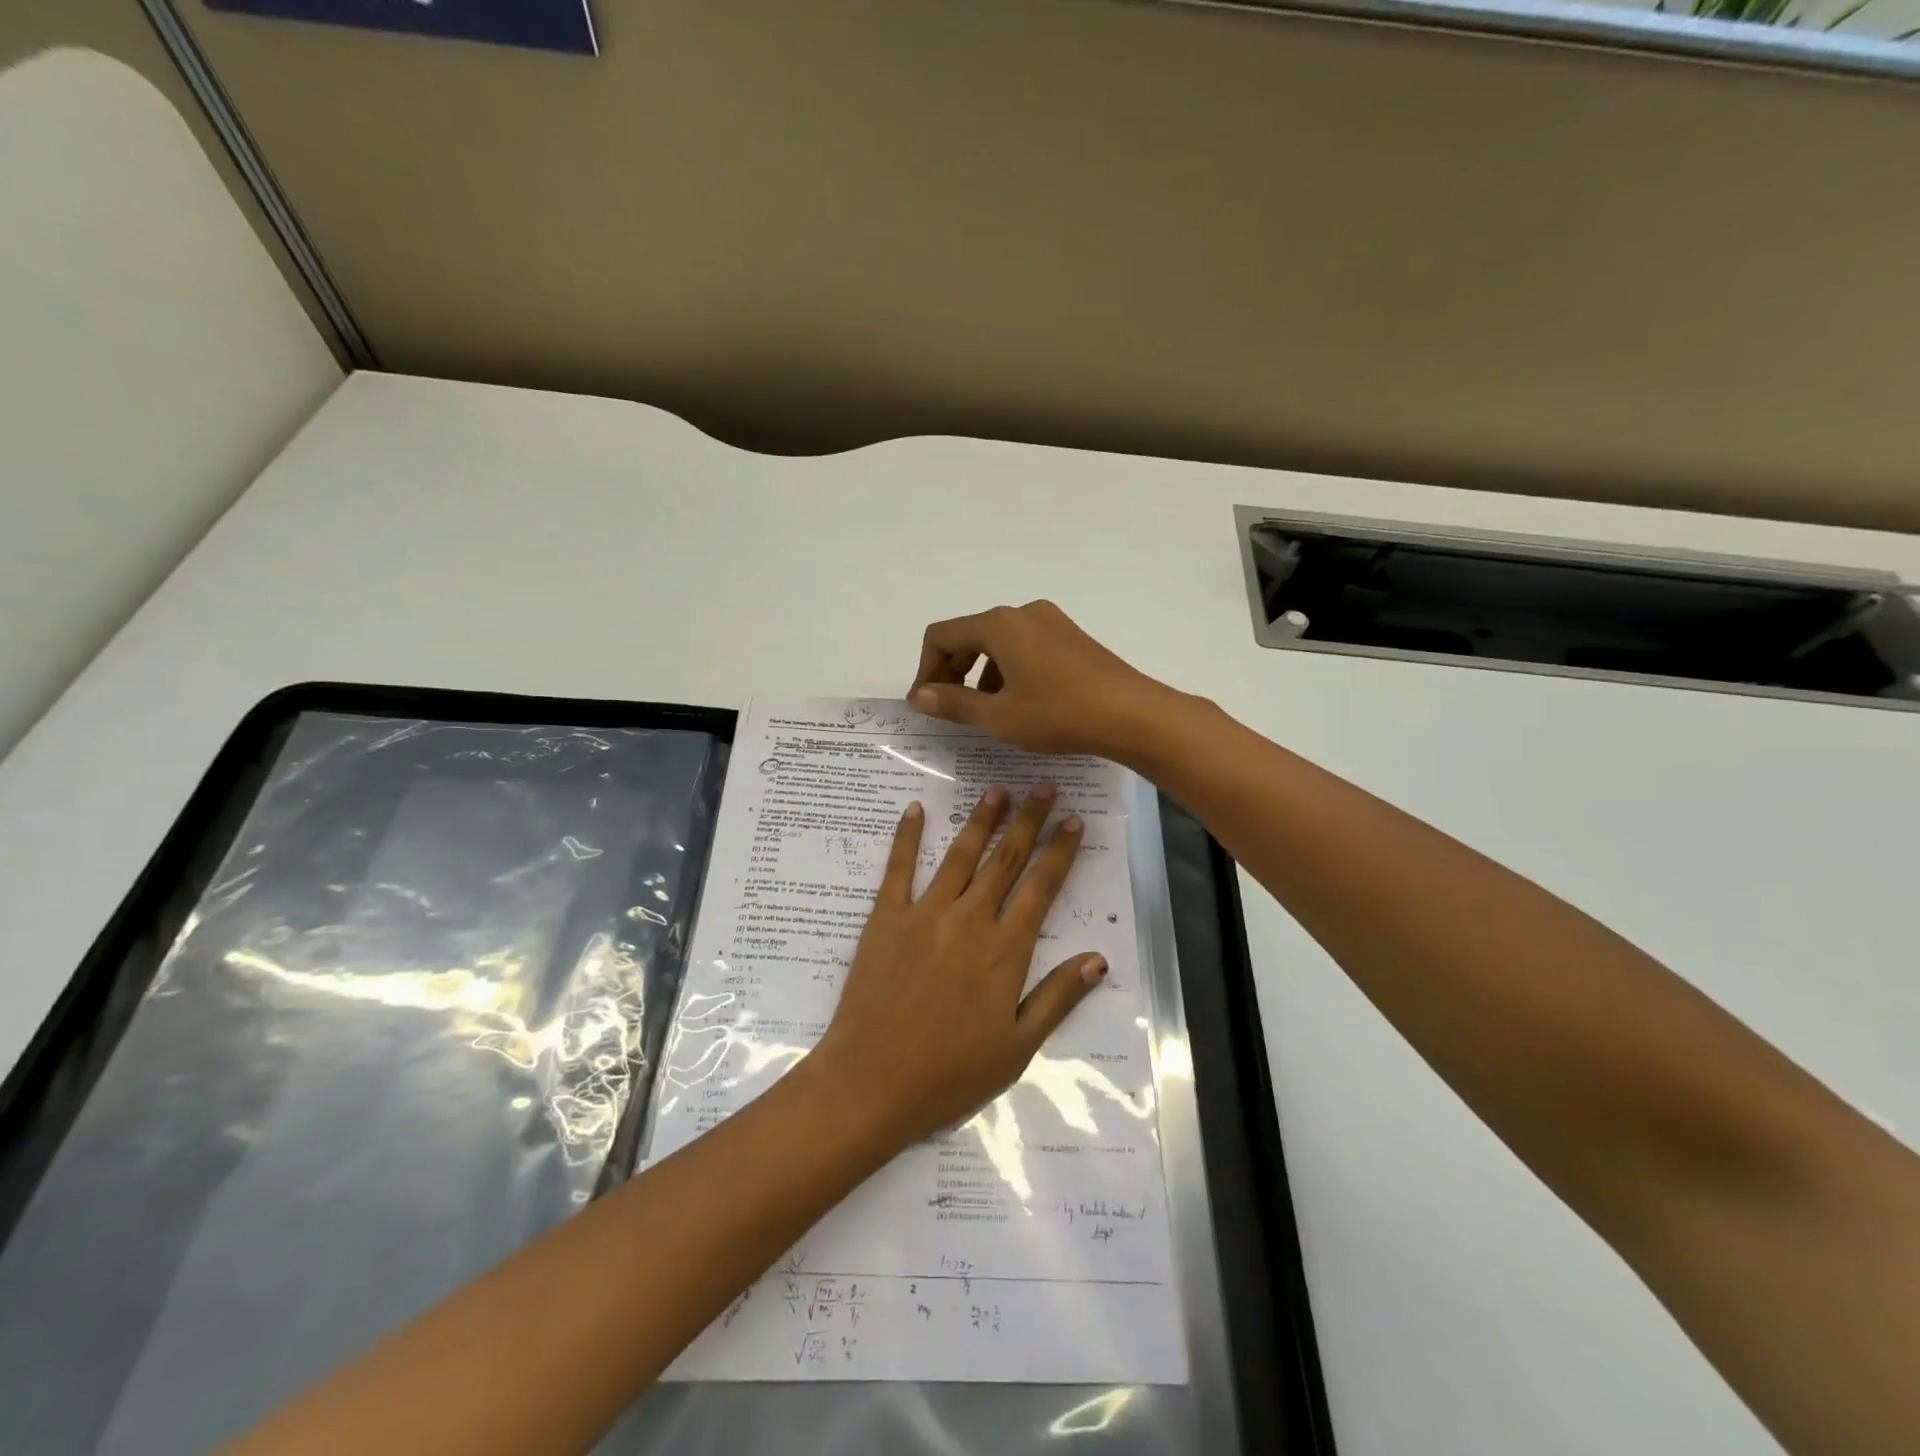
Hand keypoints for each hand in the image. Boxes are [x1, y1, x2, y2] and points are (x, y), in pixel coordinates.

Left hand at [810, 784, 1105, 1149]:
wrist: (871, 1082)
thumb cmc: (949, 1073)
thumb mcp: (1017, 1047)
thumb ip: (1058, 997)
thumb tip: (1099, 959)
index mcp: (1005, 950)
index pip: (1041, 888)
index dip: (1060, 852)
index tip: (1074, 820)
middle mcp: (969, 920)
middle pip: (1006, 860)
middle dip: (1029, 821)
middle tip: (1044, 786)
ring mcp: (924, 914)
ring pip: (961, 856)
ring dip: (982, 820)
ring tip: (998, 790)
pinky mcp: (886, 918)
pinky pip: (899, 868)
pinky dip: (908, 837)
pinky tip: (915, 809)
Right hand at [907, 600, 1180, 758]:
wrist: (1132, 715)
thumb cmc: (1059, 714)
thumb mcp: (998, 716)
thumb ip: (954, 703)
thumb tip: (919, 696)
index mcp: (999, 625)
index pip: (941, 636)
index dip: (925, 670)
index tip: (926, 705)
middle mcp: (1022, 613)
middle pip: (969, 635)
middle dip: (951, 671)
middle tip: (947, 709)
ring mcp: (1050, 622)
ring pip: (998, 643)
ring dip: (980, 674)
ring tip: (983, 712)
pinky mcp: (1071, 638)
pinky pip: (1024, 647)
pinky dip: (1008, 671)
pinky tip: (1018, 704)